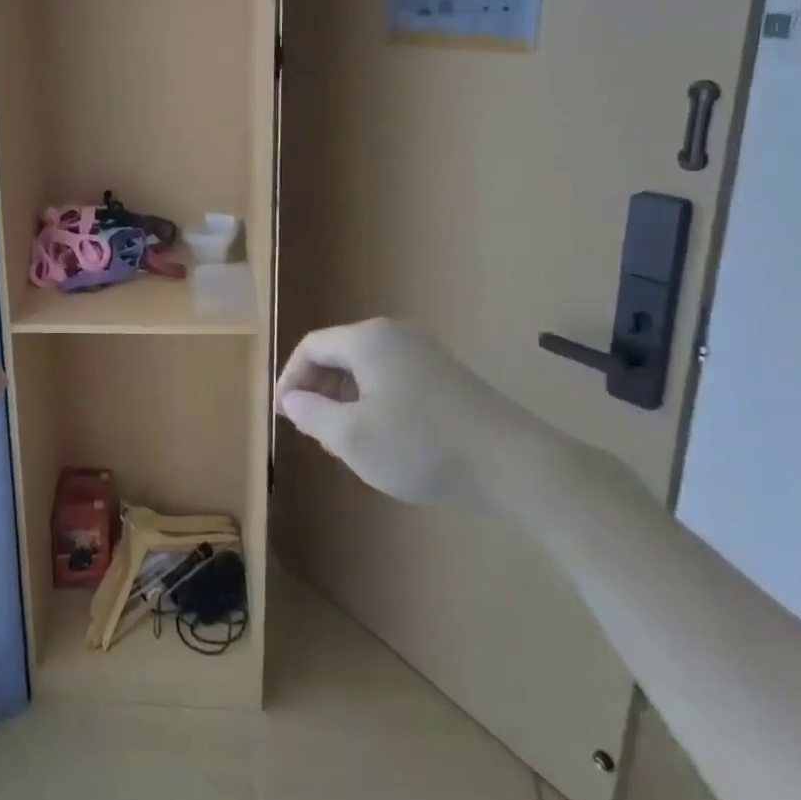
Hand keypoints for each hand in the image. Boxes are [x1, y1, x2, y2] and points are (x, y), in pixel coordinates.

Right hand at [276, 318, 525, 505]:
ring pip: (367, 369)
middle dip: (319, 391)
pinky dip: (375, 402)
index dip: (290, 379)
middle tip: (313, 431)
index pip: (312, 347)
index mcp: (367, 339)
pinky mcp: (448, 375)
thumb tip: (293, 400)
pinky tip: (384, 438)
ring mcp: (426, 352)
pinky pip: (394, 378)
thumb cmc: (422, 446)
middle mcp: (395, 334)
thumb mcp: (353, 438)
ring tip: (345, 441)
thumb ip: (312, 414)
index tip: (284, 415)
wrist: (516, 465)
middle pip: (340, 354)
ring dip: (346, 400)